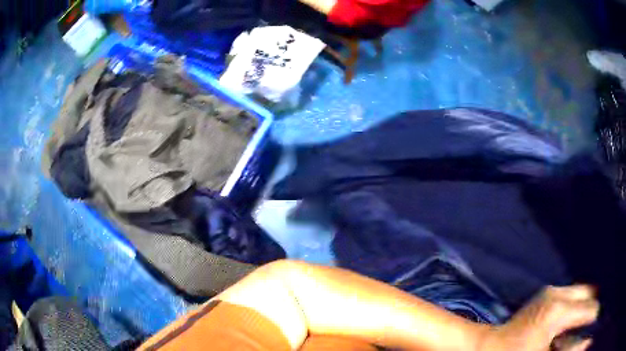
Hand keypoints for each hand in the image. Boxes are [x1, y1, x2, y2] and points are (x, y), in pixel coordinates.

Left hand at [479, 285, 599, 350]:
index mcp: (559, 312)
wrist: (486, 347)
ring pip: (583, 291)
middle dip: (593, 310)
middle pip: (590, 294)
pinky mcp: (547, 293)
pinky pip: (572, 294)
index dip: (596, 319)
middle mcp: (558, 294)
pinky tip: (571, 322)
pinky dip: (576, 305)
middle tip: (589, 326)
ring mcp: (552, 291)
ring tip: (582, 325)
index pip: (592, 310)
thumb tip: (587, 343)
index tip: (596, 325)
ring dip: (585, 307)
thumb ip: (571, 350)